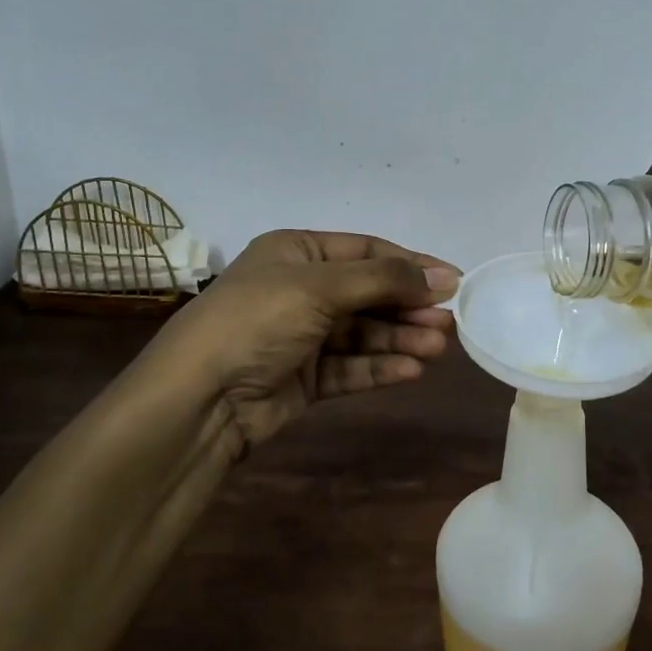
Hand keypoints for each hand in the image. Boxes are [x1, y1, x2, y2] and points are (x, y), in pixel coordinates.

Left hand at [147, 230, 459, 454]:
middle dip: (408, 306)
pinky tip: (411, 370)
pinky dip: (380, 367)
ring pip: (363, 333)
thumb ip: (384, 279)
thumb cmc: (258, 320)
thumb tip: (442, 278)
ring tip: (437, 348)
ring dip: (400, 338)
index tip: (453, 281)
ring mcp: (301, 336)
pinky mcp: (303, 379)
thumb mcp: (320, 287)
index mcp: (296, 252)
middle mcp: (299, 290)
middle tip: (449, 322)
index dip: (410, 265)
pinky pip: (350, 367)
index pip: (366, 251)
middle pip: (368, 293)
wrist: (199, 399)